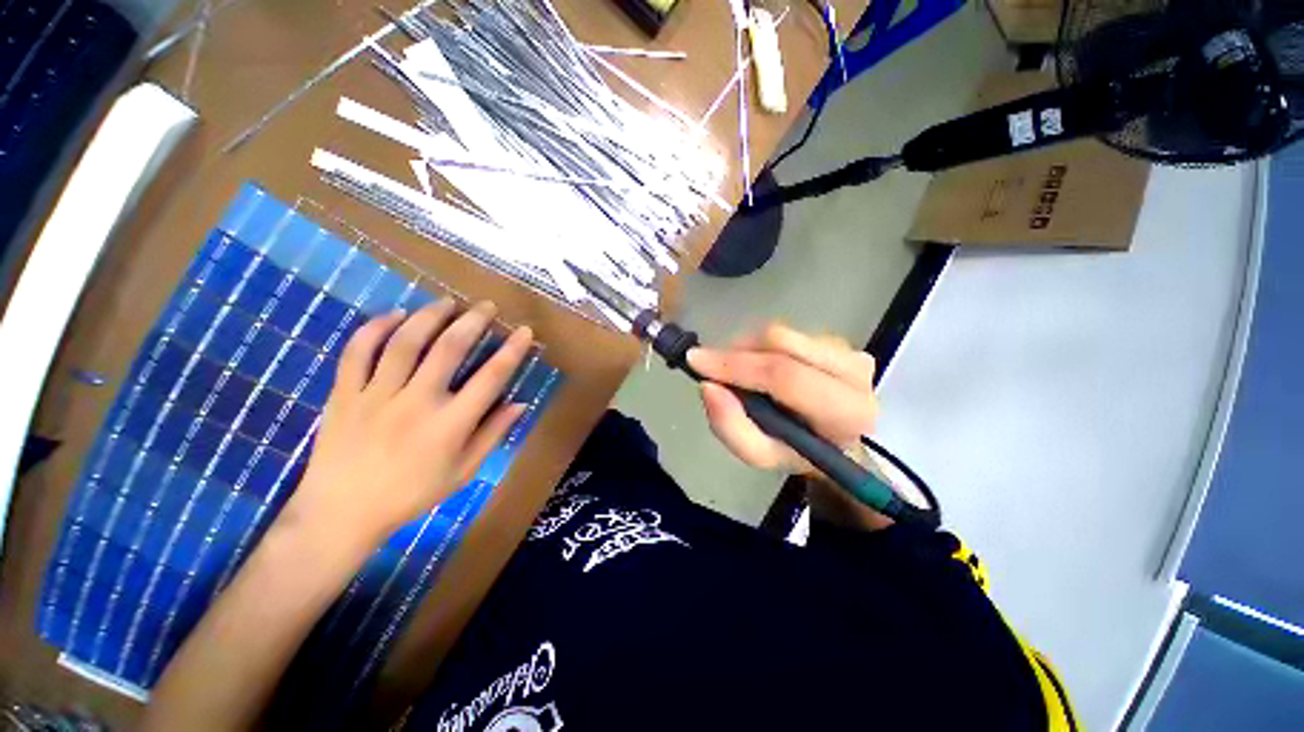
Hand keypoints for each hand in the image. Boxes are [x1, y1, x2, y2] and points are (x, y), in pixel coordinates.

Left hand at [287, 300, 532, 544]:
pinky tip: (395, 315)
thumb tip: (520, 403)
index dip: (512, 351)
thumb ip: (493, 434)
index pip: (490, 378)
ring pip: (404, 342)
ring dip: (429, 316)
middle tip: (486, 306)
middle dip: (472, 321)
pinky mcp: (344, 394)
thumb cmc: (411, 494)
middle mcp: (416, 402)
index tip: (524, 331)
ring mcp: (376, 395)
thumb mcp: (464, 471)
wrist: (341, 513)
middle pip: (448, 349)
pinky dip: (375, 328)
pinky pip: (356, 352)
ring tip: (447, 302)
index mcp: (450, 425)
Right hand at [687, 323, 876, 475]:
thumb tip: (708, 386)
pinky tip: (760, 367)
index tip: (695, 360)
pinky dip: (761, 346)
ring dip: (747, 349)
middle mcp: (856, 373)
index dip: (735, 366)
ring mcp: (849, 350)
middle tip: (709, 366)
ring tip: (737, 372)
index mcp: (845, 412)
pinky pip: (787, 333)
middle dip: (736, 352)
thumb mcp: (760, 454)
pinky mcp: (839, 340)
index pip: (784, 376)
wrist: (832, 441)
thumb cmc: (796, 452)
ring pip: (781, 334)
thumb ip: (732, 428)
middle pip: (781, 343)